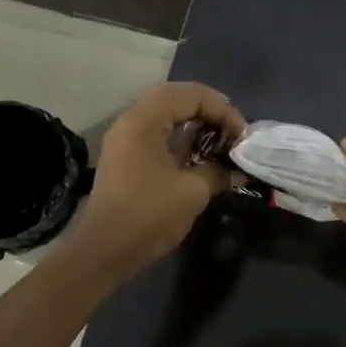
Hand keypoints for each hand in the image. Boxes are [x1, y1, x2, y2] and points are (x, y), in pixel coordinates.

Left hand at [69, 83, 246, 278]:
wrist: (104, 251)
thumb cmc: (148, 215)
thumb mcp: (192, 192)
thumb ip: (217, 173)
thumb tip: (235, 172)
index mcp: (144, 121)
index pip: (190, 95)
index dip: (222, 110)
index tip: (241, 135)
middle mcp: (131, 121)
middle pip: (175, 98)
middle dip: (209, 110)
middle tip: (232, 130)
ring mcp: (125, 140)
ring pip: (165, 115)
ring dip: (195, 123)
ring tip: (220, 141)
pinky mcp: (125, 158)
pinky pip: (157, 134)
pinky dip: (181, 138)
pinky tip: (199, 156)